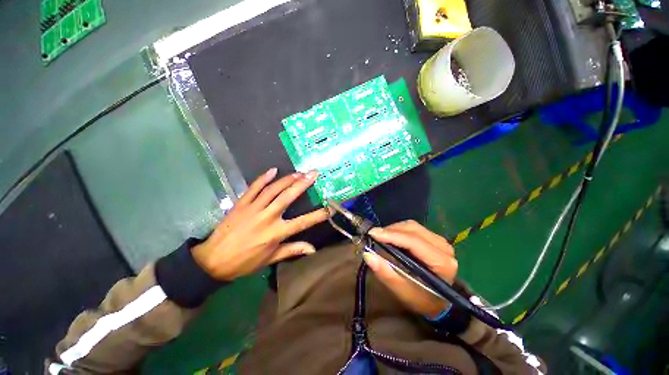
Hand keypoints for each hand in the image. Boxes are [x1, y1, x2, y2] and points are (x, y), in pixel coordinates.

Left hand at [192, 168, 328, 280]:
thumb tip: (313, 250)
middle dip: (303, 184)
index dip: (318, 215)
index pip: (303, 222)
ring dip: (287, 179)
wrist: (213, 261)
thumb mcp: (271, 259)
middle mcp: (267, 217)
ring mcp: (253, 208)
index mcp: (276, 233)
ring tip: (299, 172)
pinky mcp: (241, 204)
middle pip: (288, 197)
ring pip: (273, 189)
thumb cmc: (245, 262)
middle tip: (314, 173)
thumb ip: (293, 250)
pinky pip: (254, 188)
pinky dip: (263, 178)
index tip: (330, 208)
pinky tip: (273, 170)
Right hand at [362, 220, 457, 317]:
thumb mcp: (403, 293)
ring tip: (380, 237)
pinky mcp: (434, 238)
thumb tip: (368, 254)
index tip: (372, 234)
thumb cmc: (422, 300)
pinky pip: (414, 228)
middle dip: (391, 230)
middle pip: (413, 229)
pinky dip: (399, 230)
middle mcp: (444, 247)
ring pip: (412, 226)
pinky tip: (390, 237)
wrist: (438, 302)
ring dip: (394, 229)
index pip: (414, 242)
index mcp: (442, 263)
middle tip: (374, 236)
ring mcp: (440, 241)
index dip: (392, 235)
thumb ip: (386, 274)